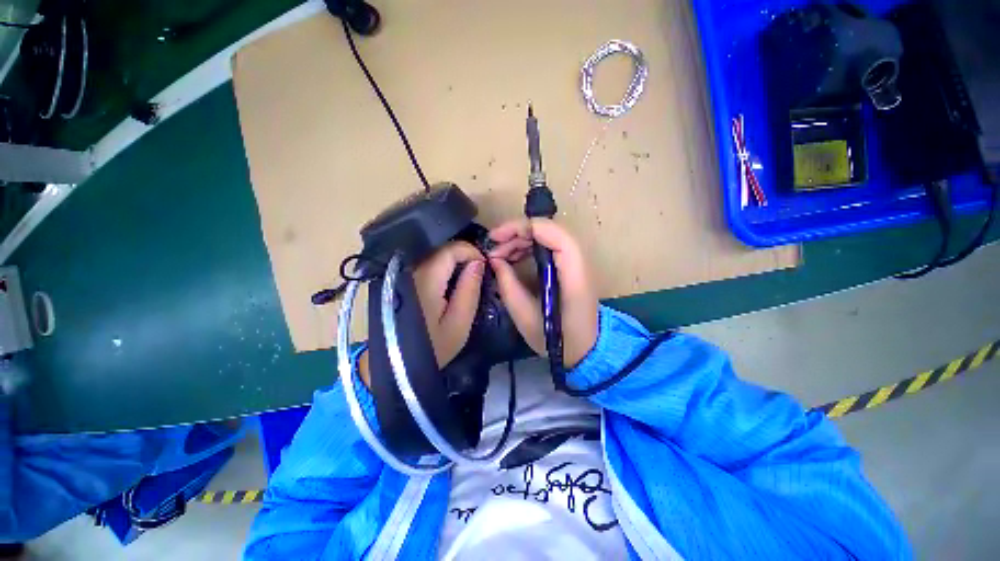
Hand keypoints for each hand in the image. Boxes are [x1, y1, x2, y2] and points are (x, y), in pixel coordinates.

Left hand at [413, 241, 485, 367]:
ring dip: (454, 261)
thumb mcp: (459, 322)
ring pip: (434, 255)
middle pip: (442, 249)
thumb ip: (469, 289)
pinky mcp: (403, 281)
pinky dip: (443, 268)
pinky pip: (427, 265)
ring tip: (468, 277)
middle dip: (464, 255)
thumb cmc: (433, 347)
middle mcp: (412, 270)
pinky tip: (452, 281)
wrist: (397, 365)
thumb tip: (478, 263)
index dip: (472, 251)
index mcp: (426, 279)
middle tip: (479, 272)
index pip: (451, 249)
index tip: (485, 265)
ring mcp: (405, 274)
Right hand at [488, 219, 598, 367]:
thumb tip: (494, 260)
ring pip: (547, 235)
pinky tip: (512, 258)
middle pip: (548, 230)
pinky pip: (548, 246)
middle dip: (517, 232)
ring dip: (521, 239)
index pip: (552, 232)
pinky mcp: (570, 267)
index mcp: (573, 274)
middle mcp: (579, 261)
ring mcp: (576, 262)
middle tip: (493, 248)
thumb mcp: (525, 317)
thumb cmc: (557, 339)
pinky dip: (528, 248)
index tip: (496, 238)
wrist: (586, 349)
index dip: (521, 227)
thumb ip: (508, 285)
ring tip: (499, 255)